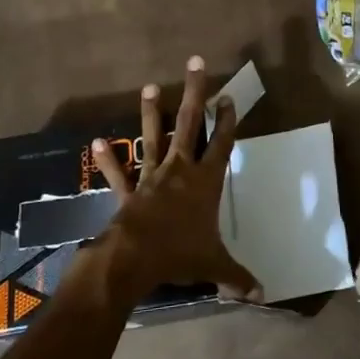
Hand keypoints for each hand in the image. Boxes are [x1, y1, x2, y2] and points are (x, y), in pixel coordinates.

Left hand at [82, 55, 262, 308]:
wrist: (134, 259)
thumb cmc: (180, 254)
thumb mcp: (214, 265)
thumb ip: (237, 276)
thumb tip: (263, 295)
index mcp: (206, 182)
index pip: (222, 144)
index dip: (227, 120)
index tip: (228, 97)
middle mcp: (180, 171)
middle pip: (190, 124)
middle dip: (195, 93)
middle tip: (196, 63)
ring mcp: (151, 178)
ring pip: (154, 138)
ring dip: (151, 113)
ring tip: (150, 87)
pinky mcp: (127, 192)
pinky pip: (117, 173)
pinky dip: (108, 159)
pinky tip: (96, 142)